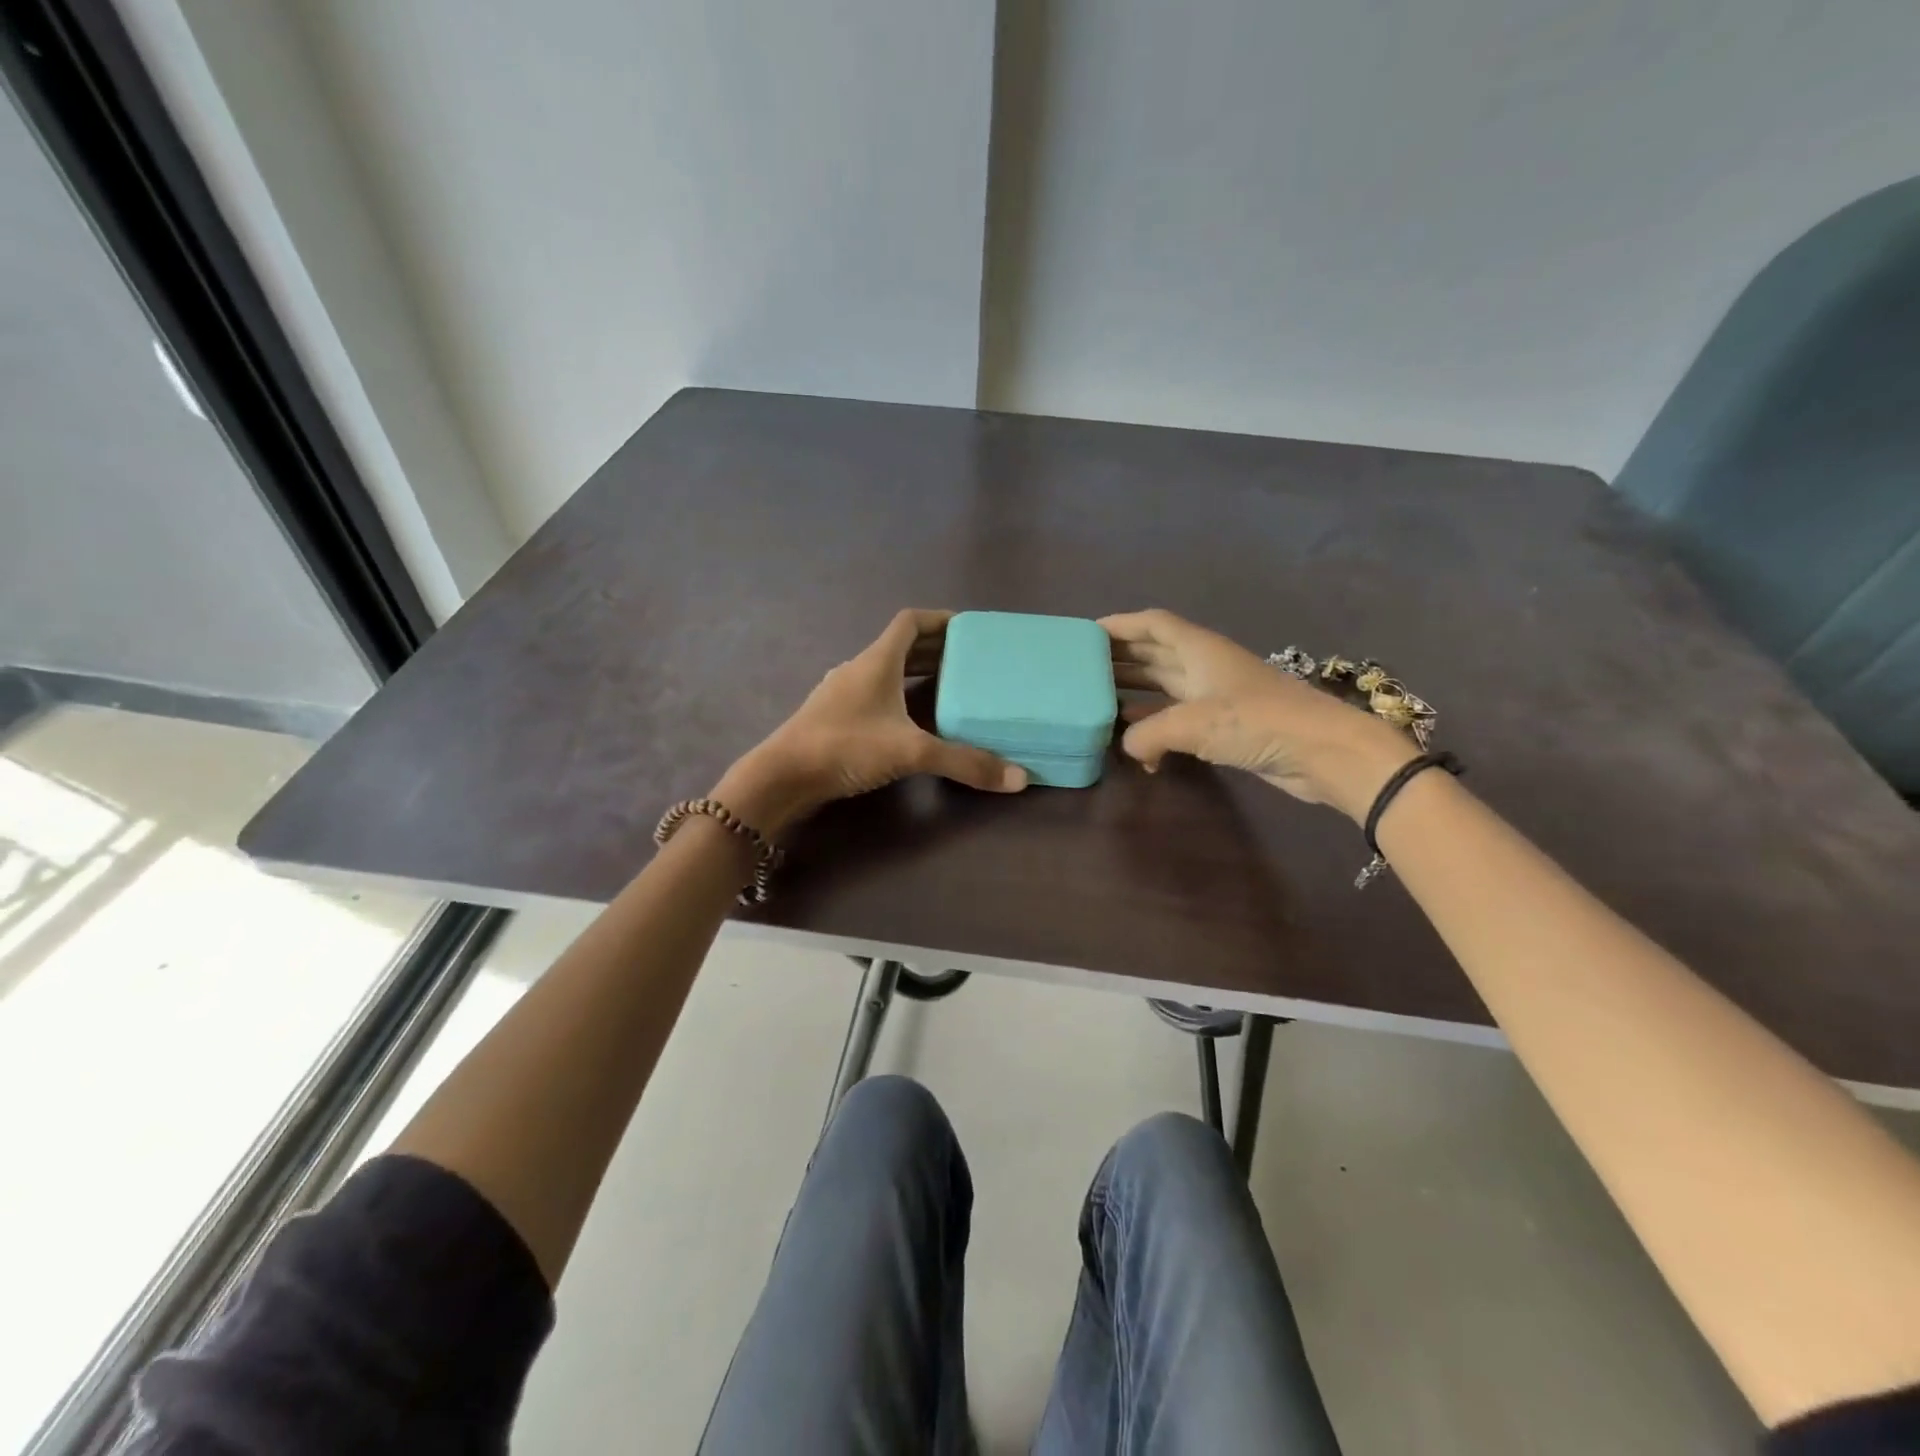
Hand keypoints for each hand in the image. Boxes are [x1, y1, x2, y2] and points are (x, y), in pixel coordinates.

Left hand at [713, 610, 1028, 835]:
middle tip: (970, 663)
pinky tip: (911, 722)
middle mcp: (858, 669)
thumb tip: (1018, 780)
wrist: (782, 776)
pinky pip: (873, 694)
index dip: (940, 619)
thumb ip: (964, 762)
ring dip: (915, 675)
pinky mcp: (833, 717)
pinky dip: (897, 698)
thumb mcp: (911, 752)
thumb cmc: (845, 747)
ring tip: (948, 690)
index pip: (910, 622)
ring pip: (885, 672)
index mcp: (877, 661)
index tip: (969, 629)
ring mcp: (841, 693)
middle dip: (936, 651)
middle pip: (901, 647)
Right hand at [1101, 609, 1416, 821]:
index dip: (1120, 624)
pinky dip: (1154, 726)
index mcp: (1199, 650)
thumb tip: (1127, 747)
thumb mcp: (1192, 724)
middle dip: (1119, 658)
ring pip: (1163, 685)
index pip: (1153, 624)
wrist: (1322, 752)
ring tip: (1097, 702)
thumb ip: (1148, 733)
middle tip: (1081, 670)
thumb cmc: (1257, 722)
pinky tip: (1136, 745)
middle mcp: (1204, 666)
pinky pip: (1177, 717)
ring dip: (1134, 691)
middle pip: (1154, 652)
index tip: (1085, 634)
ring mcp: (1215, 695)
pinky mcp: (1224, 725)